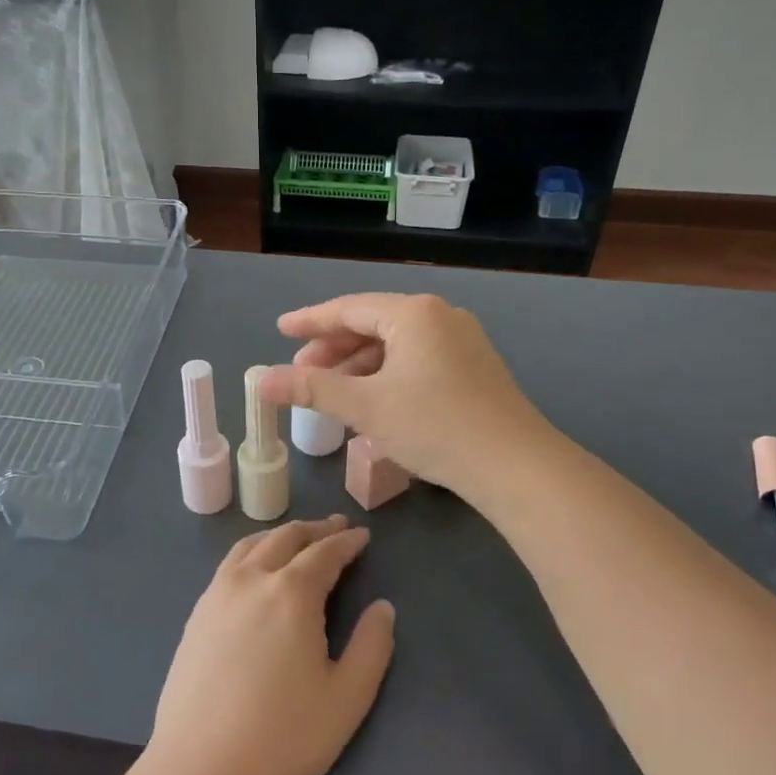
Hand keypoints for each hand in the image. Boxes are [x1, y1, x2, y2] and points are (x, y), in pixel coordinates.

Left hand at [148, 517, 394, 774]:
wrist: (203, 770)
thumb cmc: (285, 735)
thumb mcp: (348, 696)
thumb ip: (372, 645)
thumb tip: (383, 608)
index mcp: (291, 592)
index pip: (324, 553)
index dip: (347, 542)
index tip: (362, 536)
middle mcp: (251, 579)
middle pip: (286, 538)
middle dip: (315, 529)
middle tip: (335, 527)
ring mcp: (217, 594)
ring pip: (251, 546)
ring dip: (279, 536)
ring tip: (297, 539)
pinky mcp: (196, 615)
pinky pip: (228, 566)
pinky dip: (251, 553)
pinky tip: (255, 570)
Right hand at [258, 293, 549, 494]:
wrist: (514, 465)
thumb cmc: (434, 426)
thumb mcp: (365, 406)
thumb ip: (311, 389)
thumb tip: (261, 380)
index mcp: (413, 313)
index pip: (349, 309)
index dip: (310, 321)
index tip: (280, 330)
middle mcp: (440, 316)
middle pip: (373, 325)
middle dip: (334, 350)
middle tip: (302, 373)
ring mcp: (462, 341)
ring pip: (396, 346)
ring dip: (360, 366)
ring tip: (332, 394)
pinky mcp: (474, 368)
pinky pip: (417, 361)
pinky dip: (387, 376)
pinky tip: (373, 403)